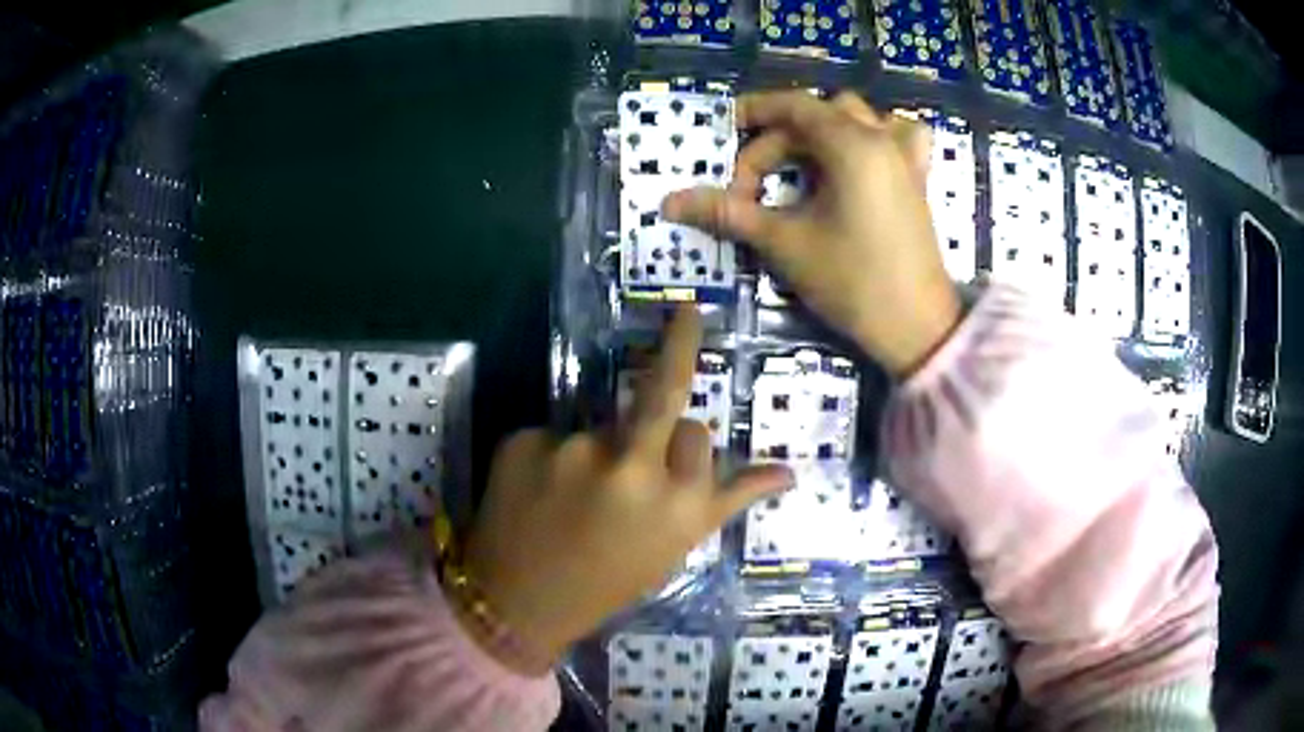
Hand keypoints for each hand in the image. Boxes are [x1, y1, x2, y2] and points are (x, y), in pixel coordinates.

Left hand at [460, 306, 792, 673]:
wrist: (517, 603)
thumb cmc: (608, 583)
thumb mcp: (675, 548)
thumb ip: (728, 500)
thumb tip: (790, 472)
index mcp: (677, 502)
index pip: (699, 435)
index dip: (685, 449)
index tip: (673, 461)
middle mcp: (631, 467)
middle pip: (662, 390)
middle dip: (680, 342)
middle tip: (688, 310)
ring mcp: (572, 449)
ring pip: (601, 425)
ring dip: (598, 448)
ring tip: (572, 498)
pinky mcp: (523, 440)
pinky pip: (553, 436)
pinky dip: (552, 457)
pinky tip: (539, 494)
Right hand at [663, 91, 960, 376]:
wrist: (917, 328)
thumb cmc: (852, 281)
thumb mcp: (785, 243)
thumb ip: (729, 213)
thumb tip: (670, 202)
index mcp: (851, 144)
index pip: (793, 107)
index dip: (753, 112)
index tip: (723, 130)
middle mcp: (882, 138)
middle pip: (818, 116)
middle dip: (778, 143)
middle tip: (752, 187)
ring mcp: (906, 158)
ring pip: (858, 118)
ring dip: (823, 132)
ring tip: (802, 165)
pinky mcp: (918, 180)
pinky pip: (898, 136)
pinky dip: (875, 136)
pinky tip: (862, 157)